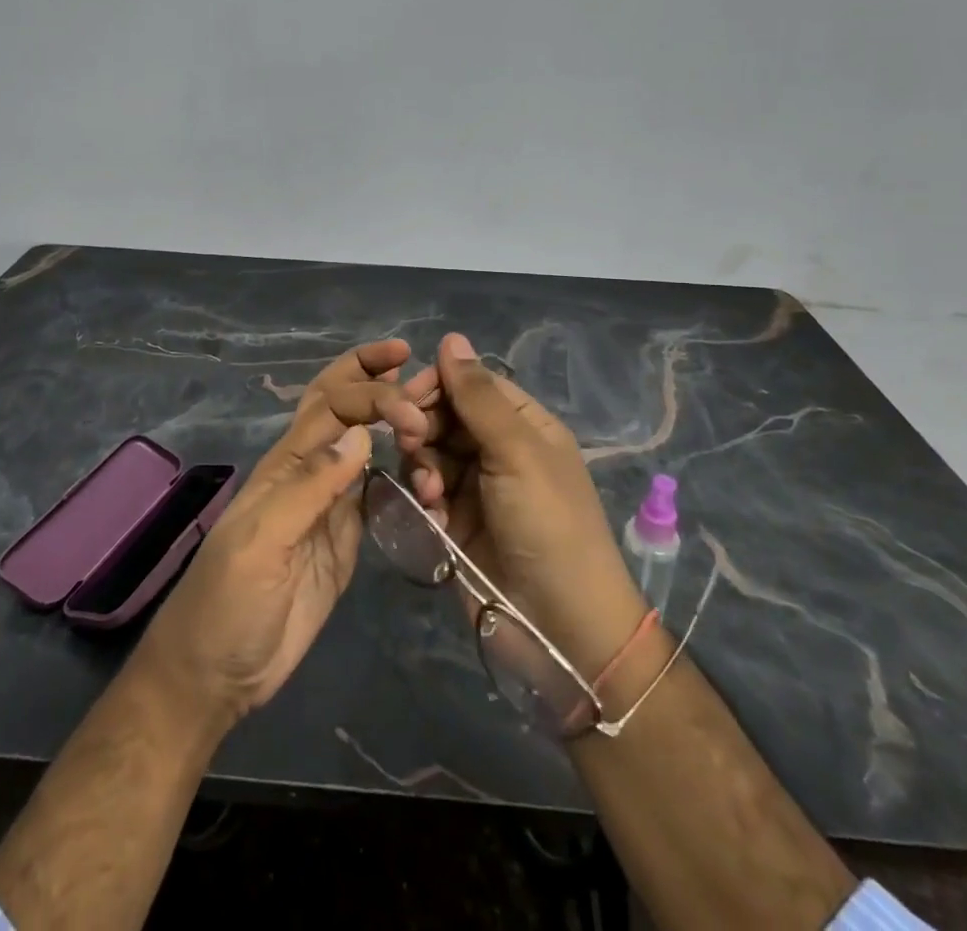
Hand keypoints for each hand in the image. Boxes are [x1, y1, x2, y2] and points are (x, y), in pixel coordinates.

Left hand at [133, 340, 413, 726]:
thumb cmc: (228, 604)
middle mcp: (309, 473)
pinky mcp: (344, 539)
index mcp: (285, 464)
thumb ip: (310, 488)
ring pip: (363, 446)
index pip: (332, 405)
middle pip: (340, 408)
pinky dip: (401, 473)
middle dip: (371, 377)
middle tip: (415, 361)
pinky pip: (376, 494)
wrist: (217, 675)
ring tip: (432, 410)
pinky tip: (425, 469)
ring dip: (392, 421)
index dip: (370, 391)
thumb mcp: (261, 542)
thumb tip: (362, 433)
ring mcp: (328, 506)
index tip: (412, 404)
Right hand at [382, 334, 647, 676]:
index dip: (438, 384)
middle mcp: (499, 449)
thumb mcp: (518, 452)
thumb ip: (478, 396)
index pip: (472, 383)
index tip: (406, 396)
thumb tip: (452, 337)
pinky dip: (424, 497)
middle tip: (411, 441)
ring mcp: (476, 487)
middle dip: (423, 425)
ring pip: (429, 452)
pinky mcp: (456, 522)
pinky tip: (432, 514)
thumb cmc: (549, 526)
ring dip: (422, 465)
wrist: (560, 628)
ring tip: (430, 491)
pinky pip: (426, 491)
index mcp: (524, 424)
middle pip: (445, 416)